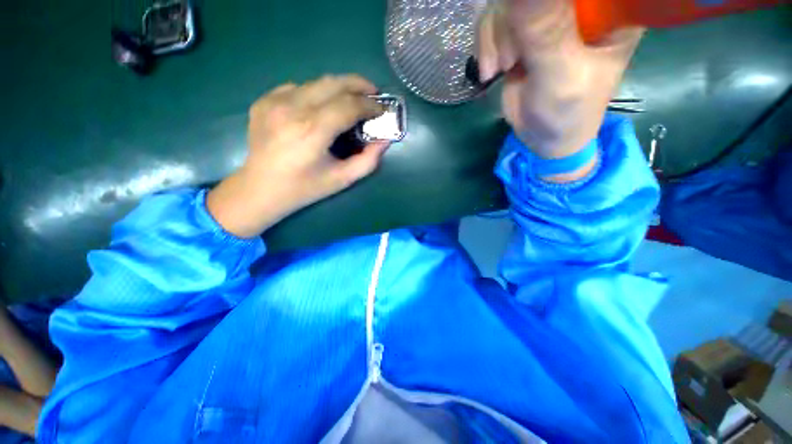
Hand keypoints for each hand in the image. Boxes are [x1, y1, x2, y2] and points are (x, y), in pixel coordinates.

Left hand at [207, 75, 387, 237]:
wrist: (260, 189)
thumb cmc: (305, 188)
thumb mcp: (342, 179)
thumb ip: (368, 161)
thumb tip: (385, 141)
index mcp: (312, 131)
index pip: (349, 105)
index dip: (370, 105)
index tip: (382, 109)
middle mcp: (292, 109)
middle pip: (333, 83)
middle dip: (358, 85)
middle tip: (373, 93)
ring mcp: (274, 101)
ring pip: (316, 83)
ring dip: (339, 88)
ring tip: (352, 100)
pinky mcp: (264, 101)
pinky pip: (298, 88)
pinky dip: (316, 94)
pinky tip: (321, 108)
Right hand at [477, 0, 641, 160]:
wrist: (543, 138)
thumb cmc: (567, 111)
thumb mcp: (560, 74)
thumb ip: (545, 32)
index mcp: (609, 7)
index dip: (540, 3)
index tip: (525, 24)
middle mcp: (578, 5)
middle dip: (509, 21)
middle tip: (508, 60)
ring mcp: (548, 15)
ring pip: (507, 2)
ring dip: (494, 37)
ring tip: (497, 70)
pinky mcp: (522, 32)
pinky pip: (495, 20)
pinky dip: (486, 45)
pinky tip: (490, 70)